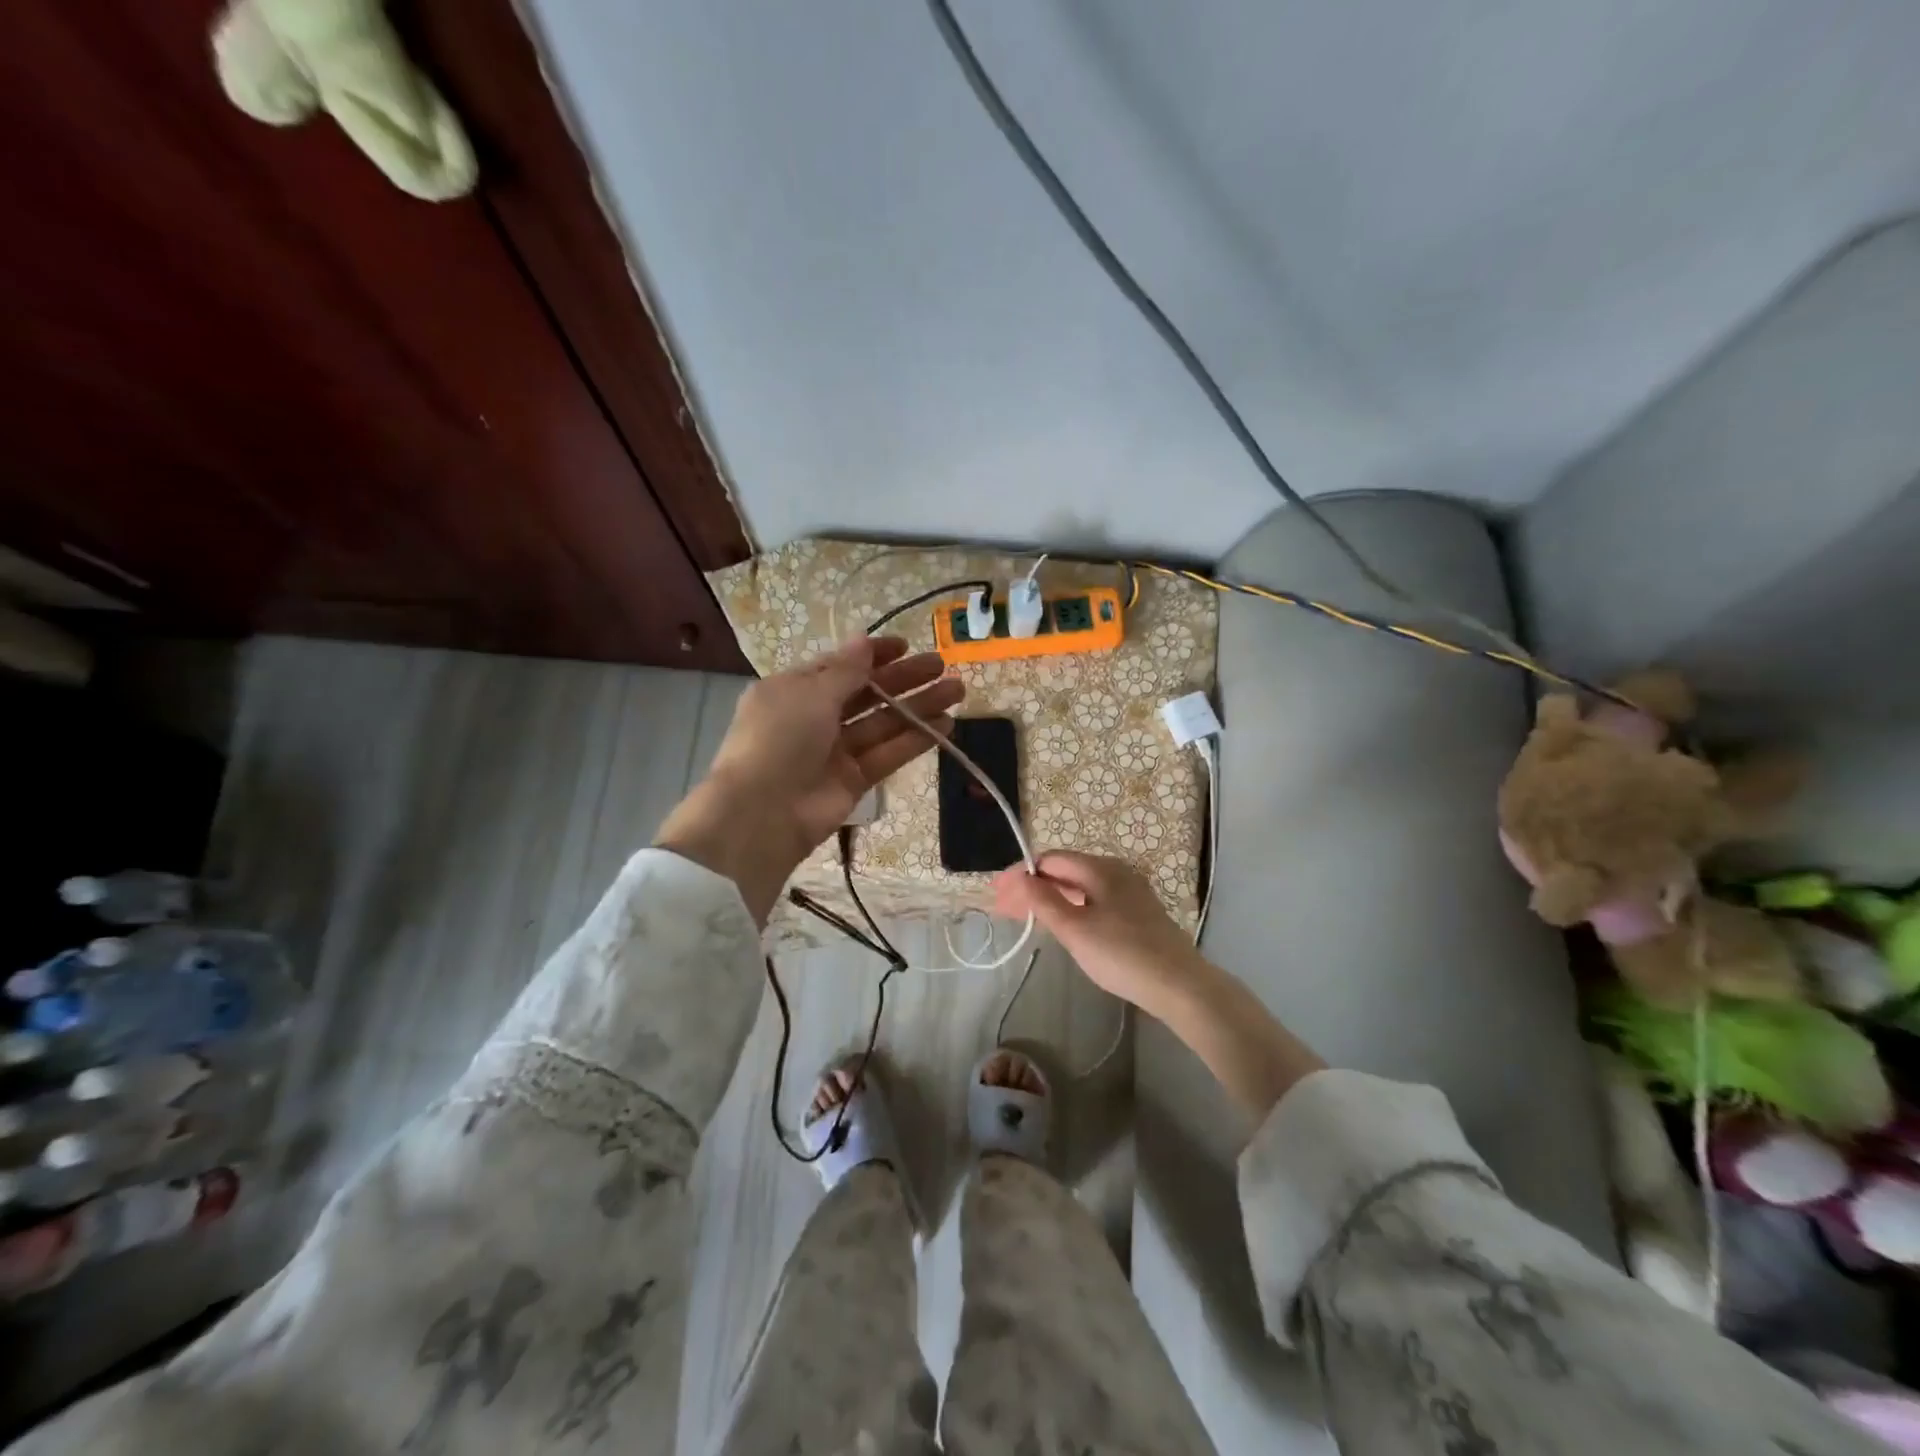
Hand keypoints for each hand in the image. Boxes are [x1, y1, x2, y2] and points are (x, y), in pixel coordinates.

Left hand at [657, 636, 963, 922]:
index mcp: (794, 690)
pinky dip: (915, 740)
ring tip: (957, 691)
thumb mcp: (810, 693)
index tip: (906, 646)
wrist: (761, 813)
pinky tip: (946, 725)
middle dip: (904, 679)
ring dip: (918, 707)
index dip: (872, 655)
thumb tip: (864, 639)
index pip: (839, 666)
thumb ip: (846, 670)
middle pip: (867, 693)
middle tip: (942, 666)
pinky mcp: (853, 781)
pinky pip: (887, 754)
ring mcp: (835, 751)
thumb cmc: (780, 738)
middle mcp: (814, 718)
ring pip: (882, 723)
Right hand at [993, 852, 1209, 1016]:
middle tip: (1004, 908)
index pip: (1052, 859)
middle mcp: (1116, 872)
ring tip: (1026, 917)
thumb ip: (1044, 901)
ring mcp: (1130, 892)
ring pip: (1081, 887)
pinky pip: (1095, 900)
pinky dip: (1072, 907)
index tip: (998, 894)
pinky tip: (1062, 924)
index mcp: (1101, 868)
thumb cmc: (1121, 954)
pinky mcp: (1138, 913)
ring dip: (1051, 898)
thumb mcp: (1075, 929)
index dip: (1022, 874)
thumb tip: (1019, 876)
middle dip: (1033, 887)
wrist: (1179, 985)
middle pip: (1066, 871)